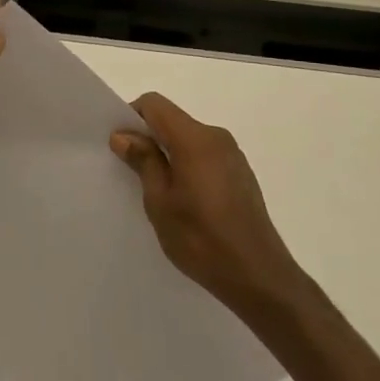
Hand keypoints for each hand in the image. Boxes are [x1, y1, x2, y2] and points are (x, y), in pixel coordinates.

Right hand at [111, 93, 304, 316]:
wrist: (258, 276)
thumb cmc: (201, 239)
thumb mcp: (160, 202)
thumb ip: (143, 161)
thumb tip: (123, 134)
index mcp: (195, 138)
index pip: (155, 104)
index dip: (132, 118)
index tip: (121, 147)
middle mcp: (216, 137)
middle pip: (172, 120)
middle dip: (149, 138)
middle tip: (132, 173)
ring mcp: (233, 154)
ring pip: (189, 139)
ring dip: (169, 154)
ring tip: (159, 193)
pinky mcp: (241, 173)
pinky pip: (205, 155)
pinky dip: (188, 165)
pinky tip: (186, 202)